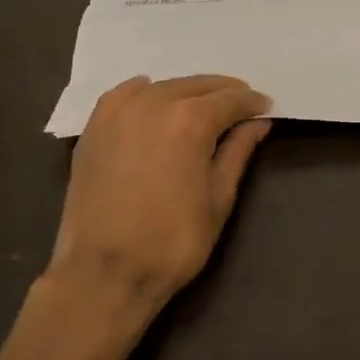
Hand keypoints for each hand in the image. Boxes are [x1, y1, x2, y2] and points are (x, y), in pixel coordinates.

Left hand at [49, 75, 272, 318]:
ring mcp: (119, 114)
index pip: (229, 99)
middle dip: (222, 92)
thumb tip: (258, 122)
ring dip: (186, 91)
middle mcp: (154, 104)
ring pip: (162, 87)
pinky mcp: (94, 129)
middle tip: (240, 103)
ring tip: (201, 105)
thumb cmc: (173, 241)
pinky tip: (152, 98)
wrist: (105, 273)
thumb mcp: (219, 198)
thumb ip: (238, 152)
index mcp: (190, 120)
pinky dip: (144, 92)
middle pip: (196, 86)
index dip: (251, 102)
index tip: (265, 106)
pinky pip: (123, 95)